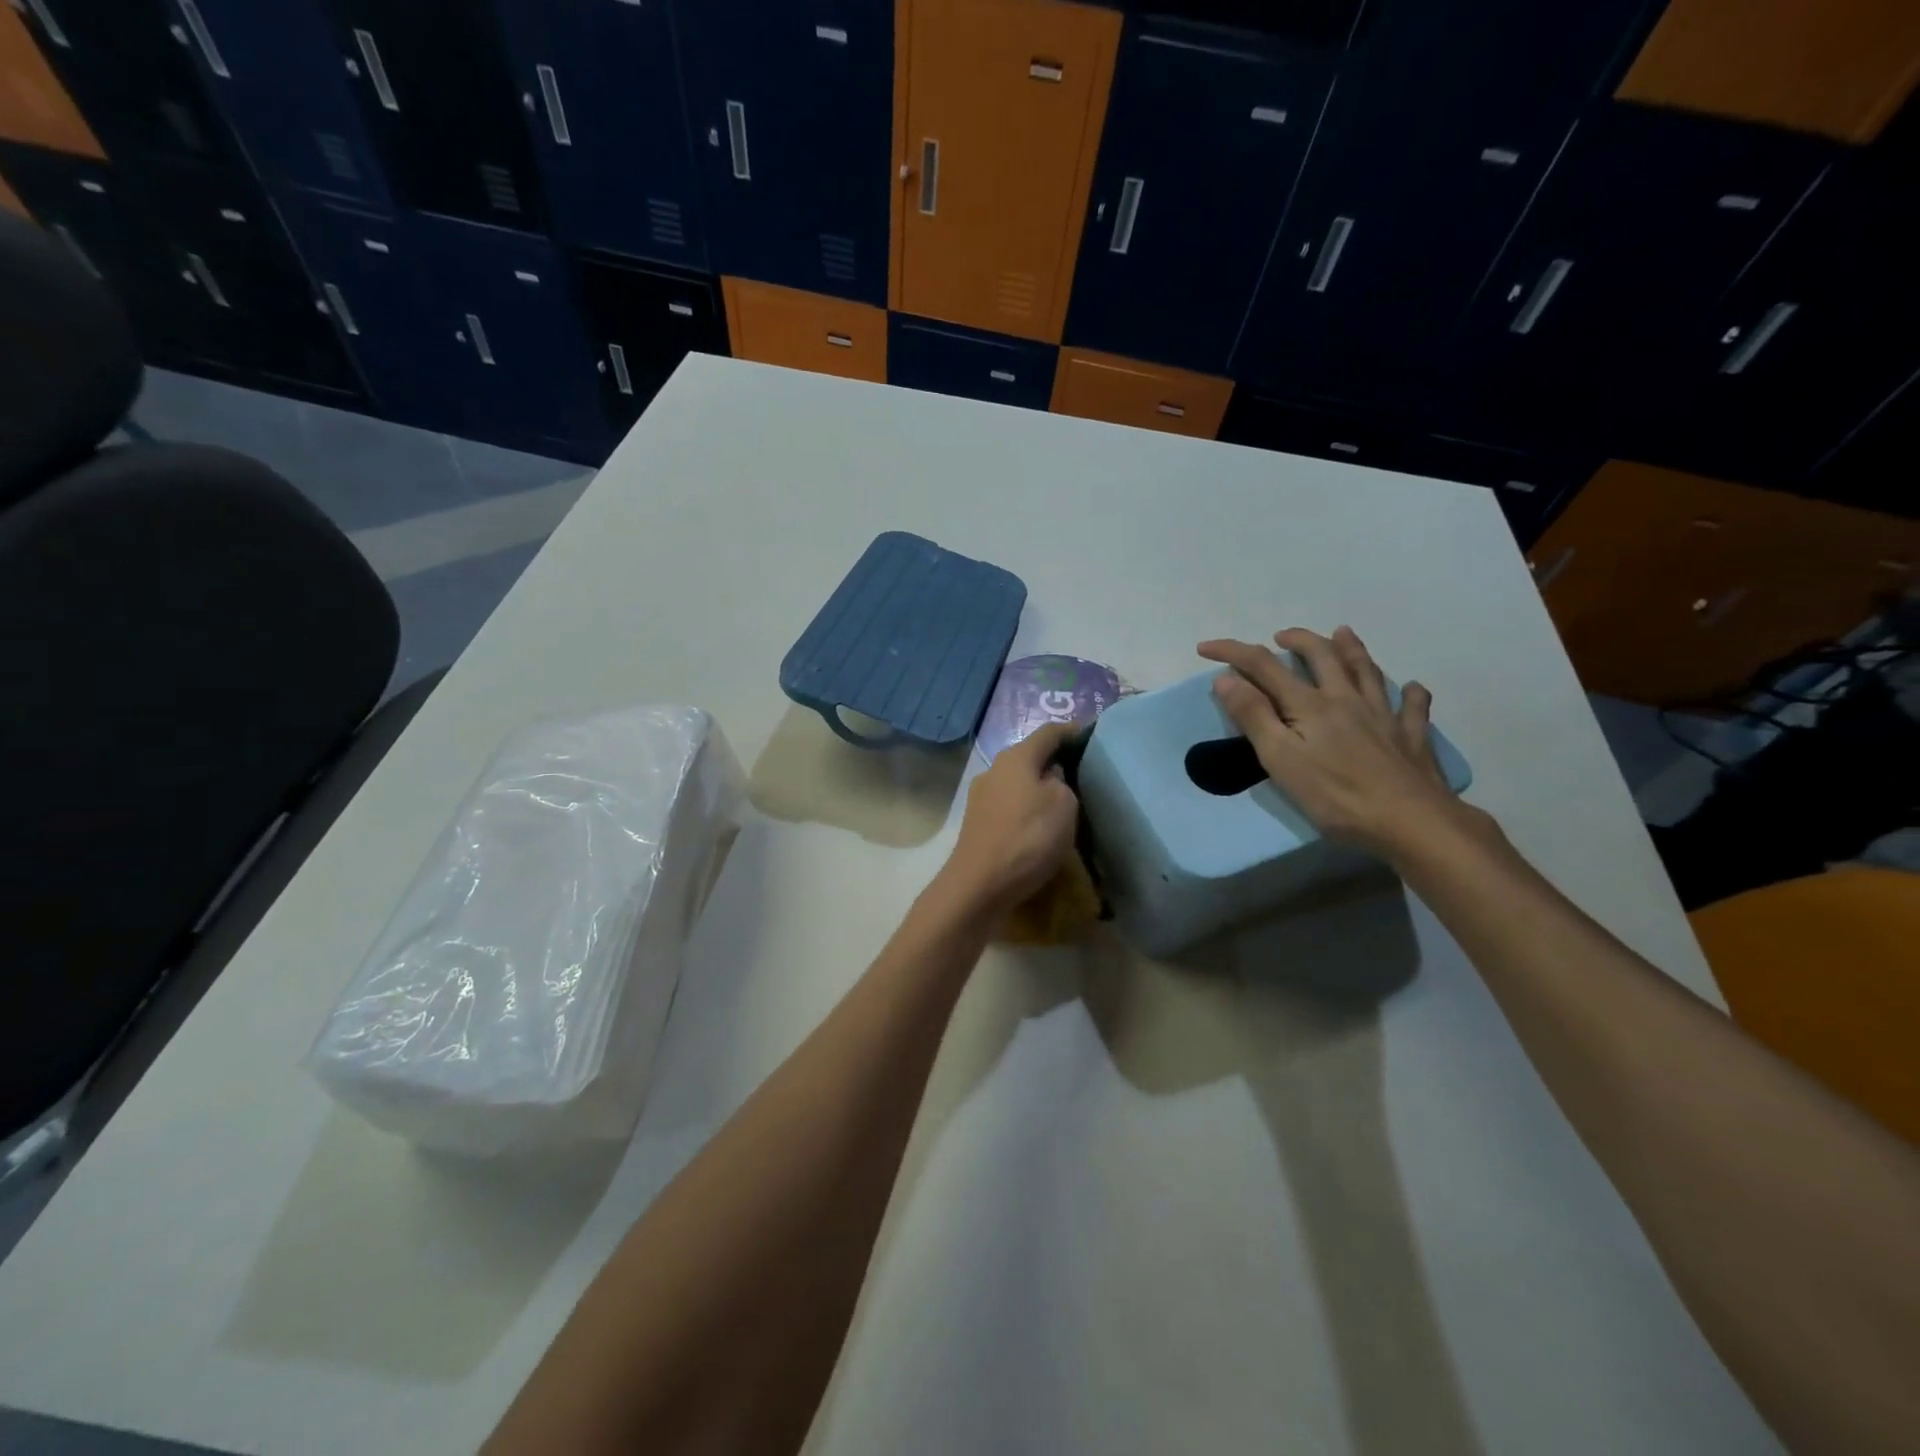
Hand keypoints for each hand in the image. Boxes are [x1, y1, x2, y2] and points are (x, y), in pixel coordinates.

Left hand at [939, 721, 1080, 913]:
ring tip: (1064, 803)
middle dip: (1055, 762)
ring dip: (1039, 788)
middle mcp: (994, 769)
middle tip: (1082, 774)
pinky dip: (1026, 809)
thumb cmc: (1028, 837)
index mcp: (1016, 757)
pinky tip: (1039, 825)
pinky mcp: (977, 822)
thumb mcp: (1064, 804)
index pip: (1049, 732)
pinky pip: (1009, 806)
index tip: (1092, 738)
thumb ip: (1062, 782)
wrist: (979, 885)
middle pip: (1030, 756)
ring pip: (1018, 782)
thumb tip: (1051, 778)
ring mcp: (981, 796)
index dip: (1072, 732)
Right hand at [1198, 626, 1466, 859]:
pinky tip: (1412, 688)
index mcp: (1310, 705)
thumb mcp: (1280, 759)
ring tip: (1342, 633)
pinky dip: (1410, 693)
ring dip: (1351, 648)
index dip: (1232, 652)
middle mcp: (1346, 699)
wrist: (1411, 822)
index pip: (1264, 667)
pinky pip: (1412, 707)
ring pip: (1366, 671)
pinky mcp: (1411, 737)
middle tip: (1281, 637)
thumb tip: (1226, 678)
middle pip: (1322, 656)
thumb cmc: (1336, 796)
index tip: (1205, 648)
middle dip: (1298, 640)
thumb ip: (1253, 716)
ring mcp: (1384, 715)